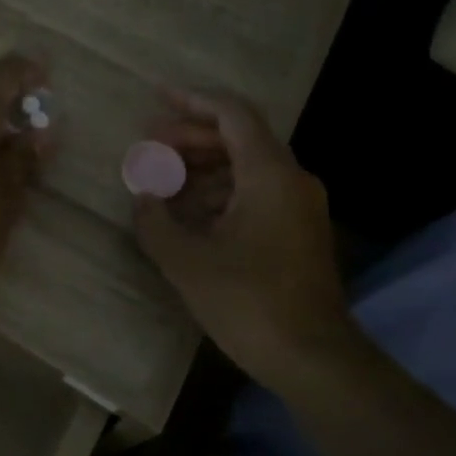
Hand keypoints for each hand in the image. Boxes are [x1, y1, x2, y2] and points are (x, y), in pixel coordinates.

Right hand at [133, 89, 358, 385]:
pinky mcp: (298, 231)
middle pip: (238, 138)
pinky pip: (255, 193)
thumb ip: (155, 221)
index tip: (157, 97)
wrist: (313, 358)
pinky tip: (188, 213)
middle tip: (148, 146)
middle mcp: (291, 179)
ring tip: (161, 181)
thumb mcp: (187, 261)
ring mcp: (299, 206)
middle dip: (190, 137)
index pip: (232, 114)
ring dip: (202, 168)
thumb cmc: (248, 302)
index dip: (192, 100)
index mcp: (269, 174)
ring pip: (245, 166)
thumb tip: (142, 197)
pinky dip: (220, 193)